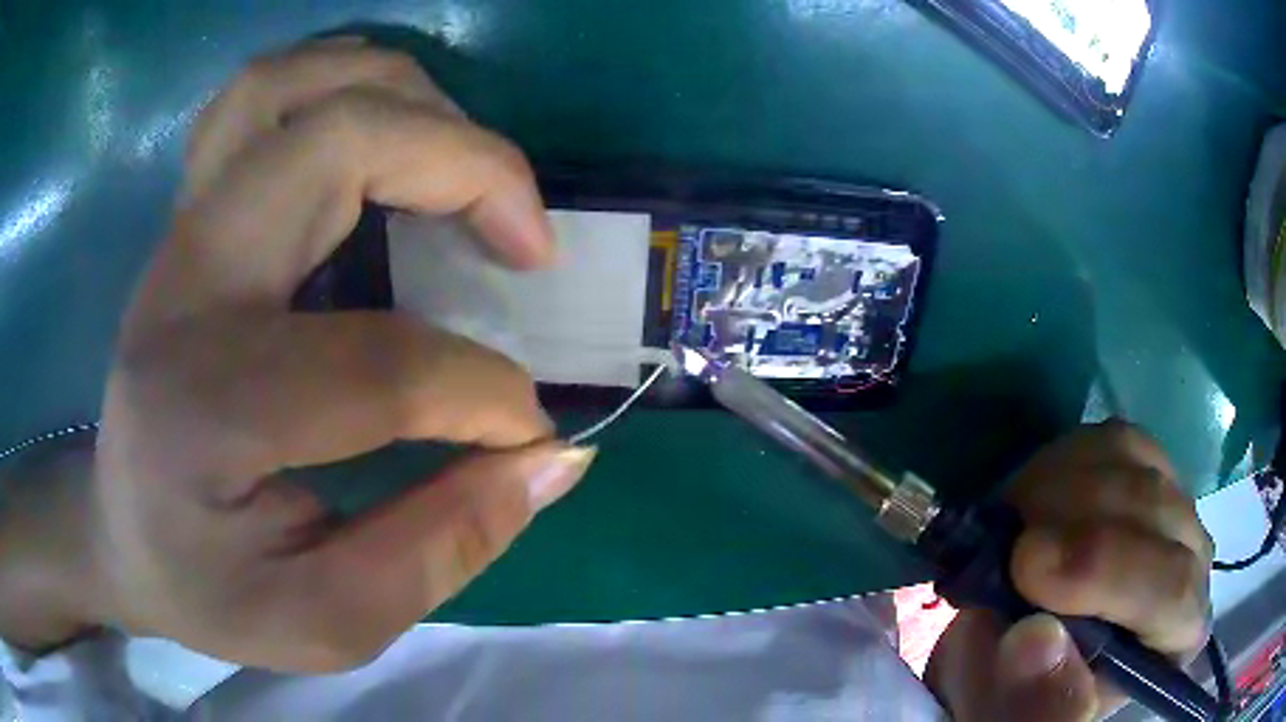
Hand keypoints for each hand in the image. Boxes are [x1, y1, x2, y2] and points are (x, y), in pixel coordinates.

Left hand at [9, 39, 594, 669]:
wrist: (120, 534)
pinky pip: (262, 94)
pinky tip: (385, 125)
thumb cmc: (210, 590)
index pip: (377, 364)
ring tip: (467, 163)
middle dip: (466, 166)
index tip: (531, 432)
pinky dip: (340, 81)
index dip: (484, 394)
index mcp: (204, 408)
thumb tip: (554, 459)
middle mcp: (185, 287)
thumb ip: (443, 548)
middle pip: (334, 144)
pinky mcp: (190, 216)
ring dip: (404, 97)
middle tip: (526, 243)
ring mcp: (181, 234)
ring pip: (292, 86)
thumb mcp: (327, 622)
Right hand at [925, 420, 1213, 720]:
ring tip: (1013, 523)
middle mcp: (1193, 561)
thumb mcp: (1015, 716)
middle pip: (1156, 509)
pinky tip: (1037, 495)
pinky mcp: (1146, 467)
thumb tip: (1037, 639)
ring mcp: (1173, 504)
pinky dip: (1067, 458)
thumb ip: (1030, 700)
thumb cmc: (1024, 693)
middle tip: (1004, 543)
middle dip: (1073, 520)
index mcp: (1177, 638)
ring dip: (1062, 484)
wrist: (1023, 651)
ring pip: (1136, 462)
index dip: (1105, 569)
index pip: (1171, 589)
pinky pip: (1115, 439)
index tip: (1025, 568)